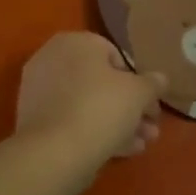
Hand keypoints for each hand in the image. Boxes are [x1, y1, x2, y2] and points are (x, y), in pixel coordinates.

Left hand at [16, 33, 164, 166]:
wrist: (54, 152)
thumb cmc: (101, 108)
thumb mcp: (139, 93)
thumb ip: (152, 83)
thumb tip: (161, 78)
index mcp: (75, 42)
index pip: (114, 55)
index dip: (138, 81)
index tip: (151, 103)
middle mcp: (52, 59)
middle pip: (101, 82)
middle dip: (130, 107)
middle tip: (151, 128)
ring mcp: (40, 91)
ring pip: (88, 104)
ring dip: (118, 122)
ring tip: (142, 144)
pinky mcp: (34, 120)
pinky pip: (72, 120)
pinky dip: (95, 131)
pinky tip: (120, 152)